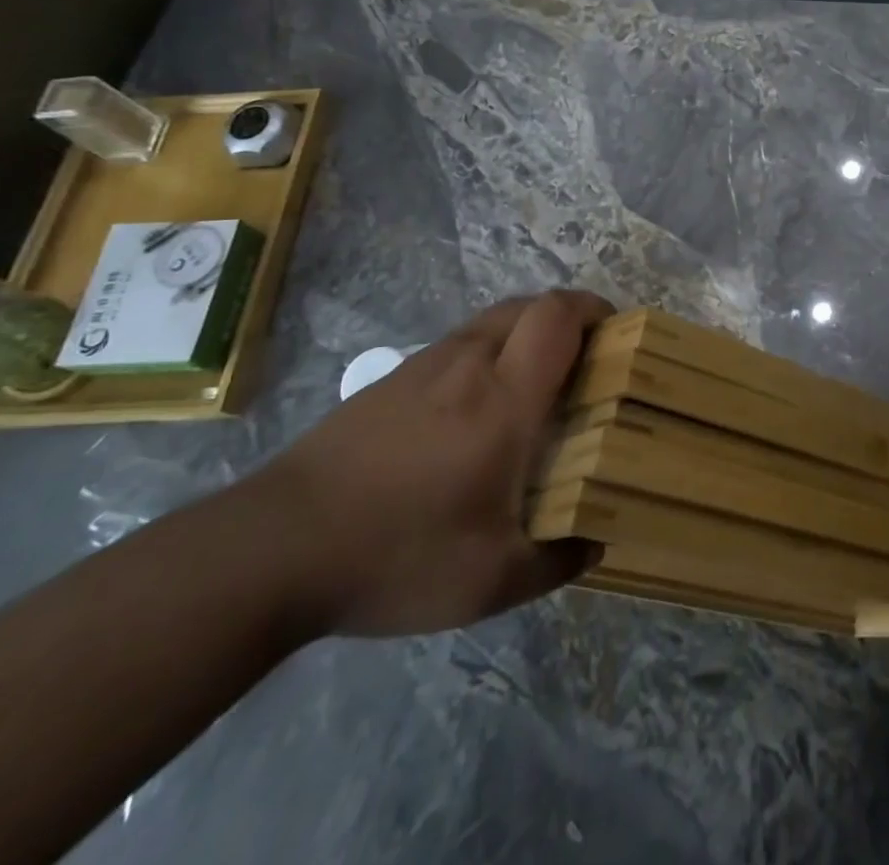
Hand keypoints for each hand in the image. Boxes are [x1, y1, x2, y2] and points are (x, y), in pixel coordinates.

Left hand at [249, 290, 612, 636]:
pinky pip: (460, 344)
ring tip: (538, 384)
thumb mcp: (489, 582)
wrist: (270, 551)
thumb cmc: (395, 554)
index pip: (558, 316)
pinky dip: (490, 352)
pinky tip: (477, 409)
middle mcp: (469, 364)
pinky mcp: (391, 381)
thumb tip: (596, 544)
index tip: (618, 334)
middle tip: (587, 361)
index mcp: (504, 398)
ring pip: (493, 320)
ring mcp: (424, 367)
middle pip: (530, 305)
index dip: (595, 309)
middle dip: (569, 317)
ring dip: (528, 333)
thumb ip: (555, 560)